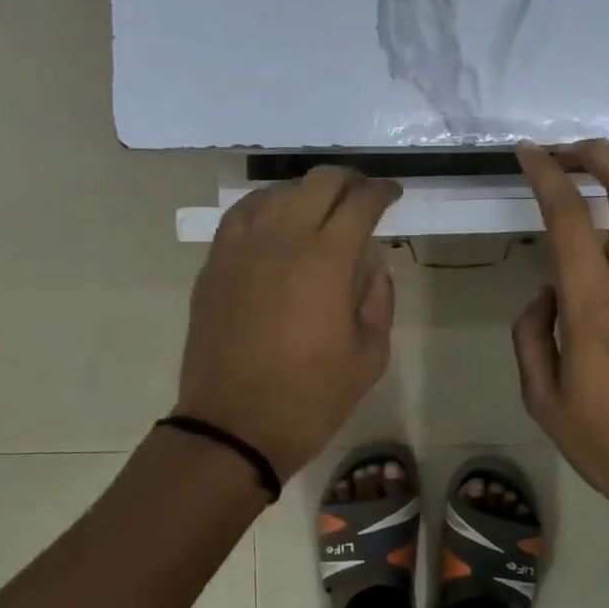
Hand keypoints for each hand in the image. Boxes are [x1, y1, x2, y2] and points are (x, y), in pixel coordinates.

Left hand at [176, 167, 401, 481]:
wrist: (233, 427)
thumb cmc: (310, 397)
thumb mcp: (369, 357)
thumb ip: (378, 302)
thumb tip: (374, 269)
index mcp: (327, 260)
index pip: (360, 203)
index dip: (382, 192)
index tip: (393, 194)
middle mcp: (283, 239)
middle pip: (318, 183)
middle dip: (349, 180)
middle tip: (363, 194)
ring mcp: (242, 248)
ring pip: (277, 192)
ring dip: (306, 191)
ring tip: (322, 207)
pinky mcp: (215, 264)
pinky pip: (241, 215)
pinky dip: (266, 206)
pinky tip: (276, 221)